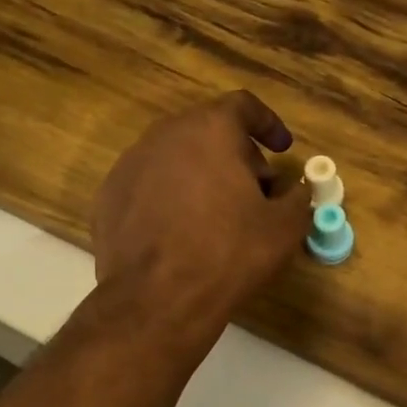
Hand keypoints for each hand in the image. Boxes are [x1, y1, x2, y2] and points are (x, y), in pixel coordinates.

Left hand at [92, 91, 311, 344]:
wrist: (156, 300)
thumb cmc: (229, 253)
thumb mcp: (284, 227)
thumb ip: (298, 197)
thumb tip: (296, 190)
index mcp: (210, 129)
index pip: (243, 106)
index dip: (268, 124)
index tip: (282, 148)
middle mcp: (165, 135)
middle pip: (208, 131)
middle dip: (236, 155)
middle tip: (255, 191)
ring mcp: (130, 164)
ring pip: (175, 157)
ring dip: (201, 175)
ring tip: (217, 215)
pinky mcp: (108, 196)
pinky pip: (149, 186)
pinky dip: (169, 198)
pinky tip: (180, 233)